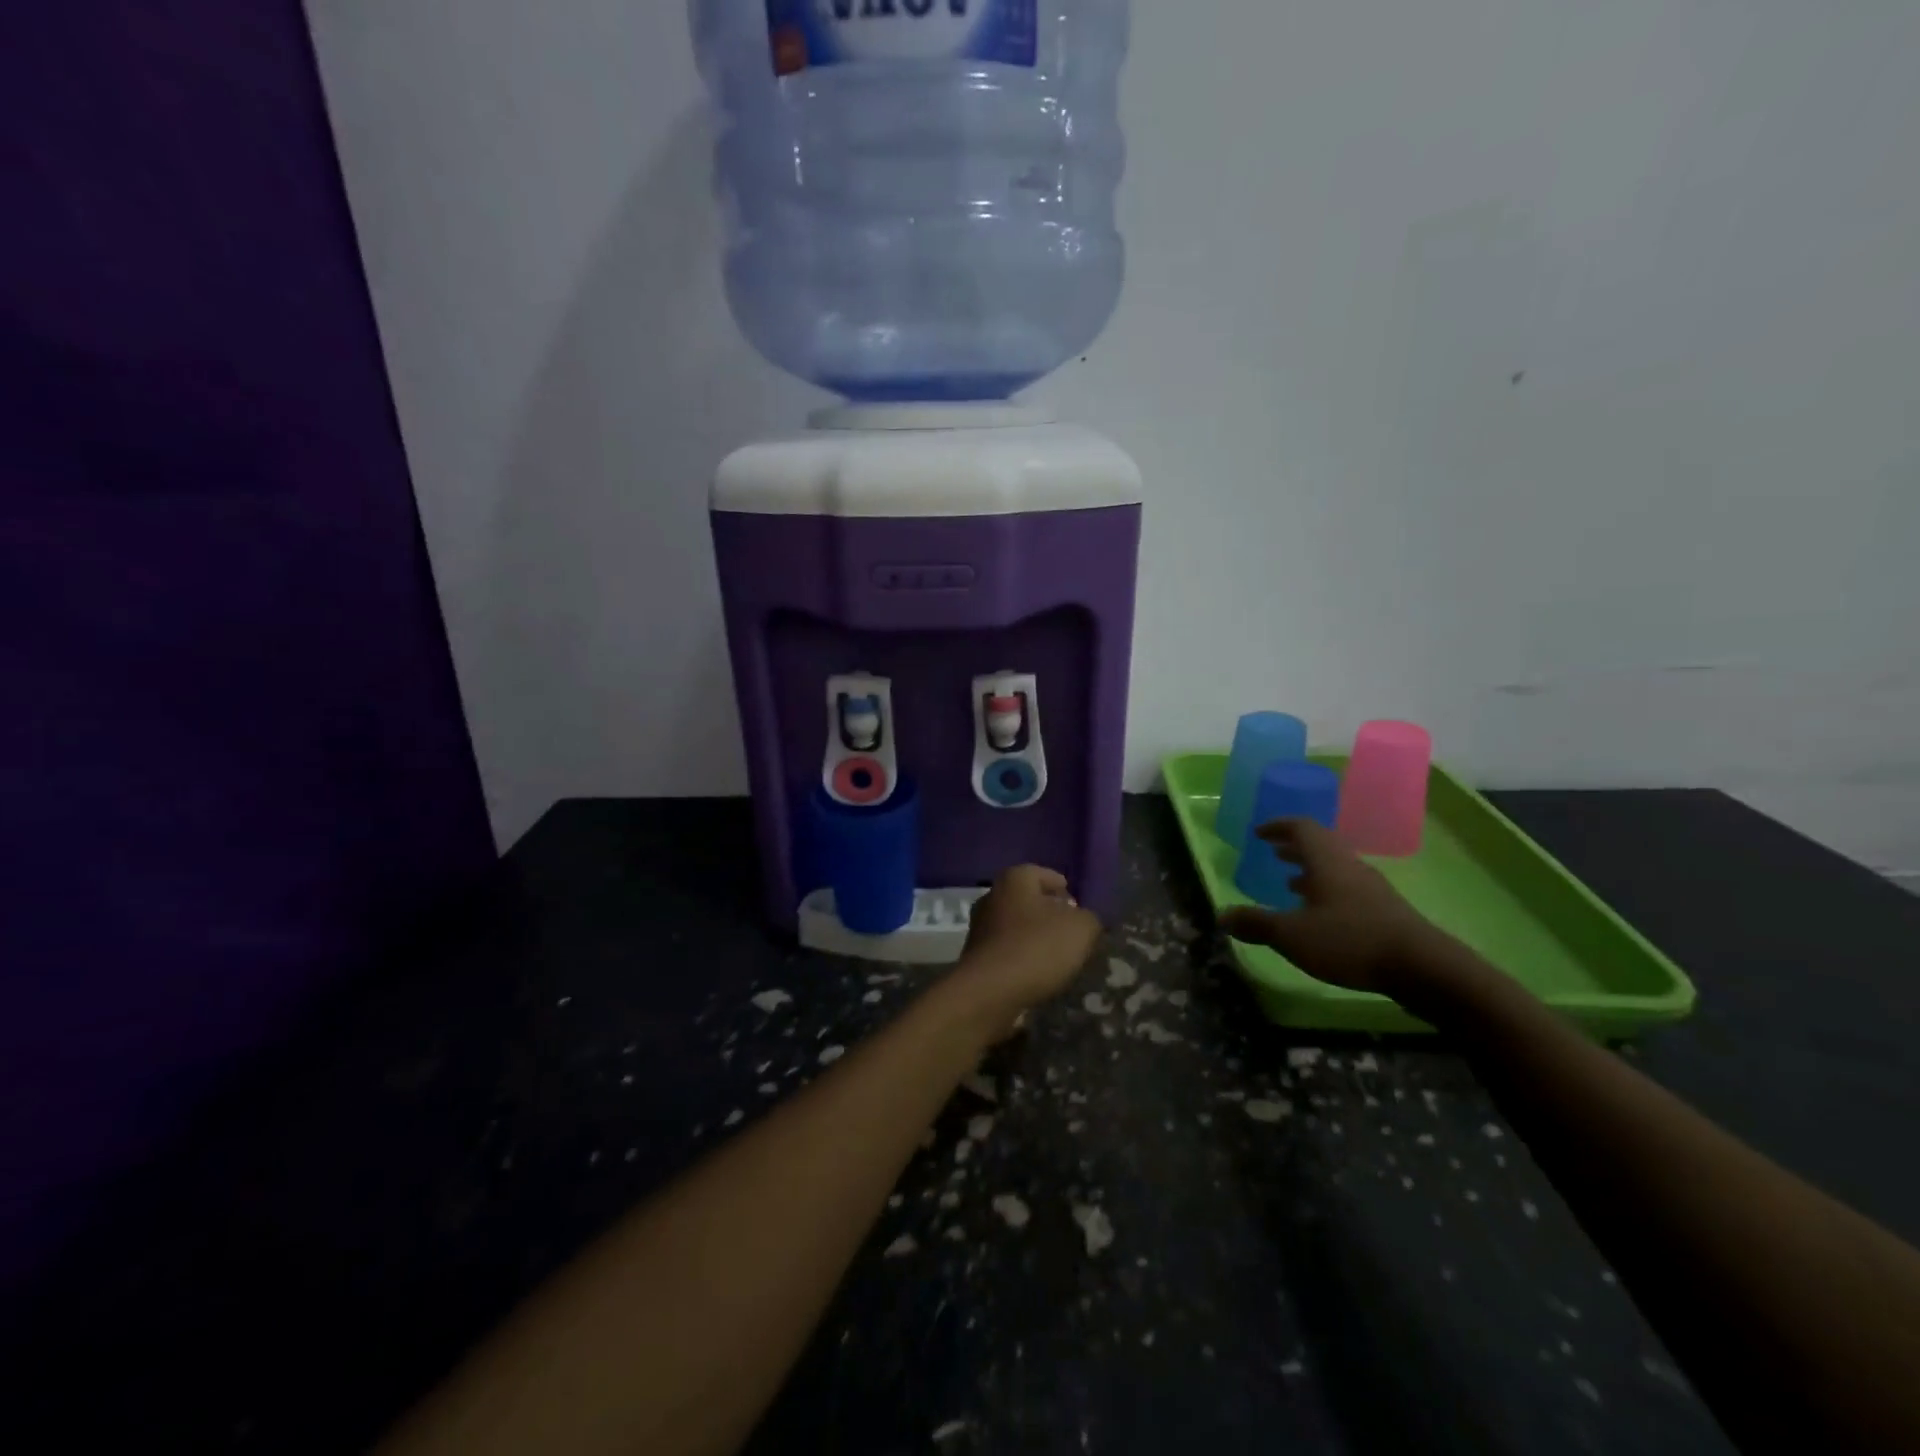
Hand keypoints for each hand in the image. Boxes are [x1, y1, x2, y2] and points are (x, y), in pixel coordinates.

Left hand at [946, 865, 1101, 1040]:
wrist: (990, 991)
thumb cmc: (1037, 947)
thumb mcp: (1081, 928)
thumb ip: (1088, 918)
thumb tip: (1082, 920)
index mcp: (1014, 879)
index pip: (1044, 874)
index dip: (1064, 889)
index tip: (1078, 908)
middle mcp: (992, 896)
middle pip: (1028, 900)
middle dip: (1050, 914)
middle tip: (1072, 932)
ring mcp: (979, 927)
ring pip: (1016, 926)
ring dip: (1035, 938)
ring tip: (1059, 957)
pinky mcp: (975, 956)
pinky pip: (1007, 950)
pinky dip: (1022, 957)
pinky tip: (1037, 972)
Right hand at [1217, 818, 1439, 994]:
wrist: (1423, 968)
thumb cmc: (1350, 941)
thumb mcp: (1292, 935)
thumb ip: (1256, 923)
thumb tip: (1222, 915)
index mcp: (1327, 861)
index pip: (1301, 828)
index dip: (1278, 826)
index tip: (1259, 833)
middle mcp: (1350, 867)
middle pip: (1321, 845)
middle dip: (1294, 848)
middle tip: (1273, 852)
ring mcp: (1372, 889)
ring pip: (1336, 869)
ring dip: (1311, 871)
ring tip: (1290, 884)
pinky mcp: (1385, 913)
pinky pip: (1348, 889)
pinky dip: (1327, 892)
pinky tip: (1321, 916)